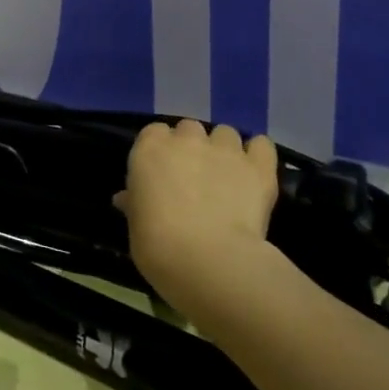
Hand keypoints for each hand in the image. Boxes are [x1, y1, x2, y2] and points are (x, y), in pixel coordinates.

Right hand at [115, 119, 279, 307]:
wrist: (209, 261)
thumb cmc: (158, 246)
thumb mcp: (135, 226)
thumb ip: (135, 204)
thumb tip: (126, 198)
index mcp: (149, 149)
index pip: (154, 133)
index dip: (160, 151)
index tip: (162, 174)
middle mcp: (187, 140)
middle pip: (189, 129)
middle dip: (192, 147)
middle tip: (194, 177)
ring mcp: (225, 150)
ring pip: (225, 133)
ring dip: (224, 149)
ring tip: (227, 176)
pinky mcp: (258, 167)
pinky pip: (262, 145)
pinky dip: (258, 154)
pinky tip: (254, 172)